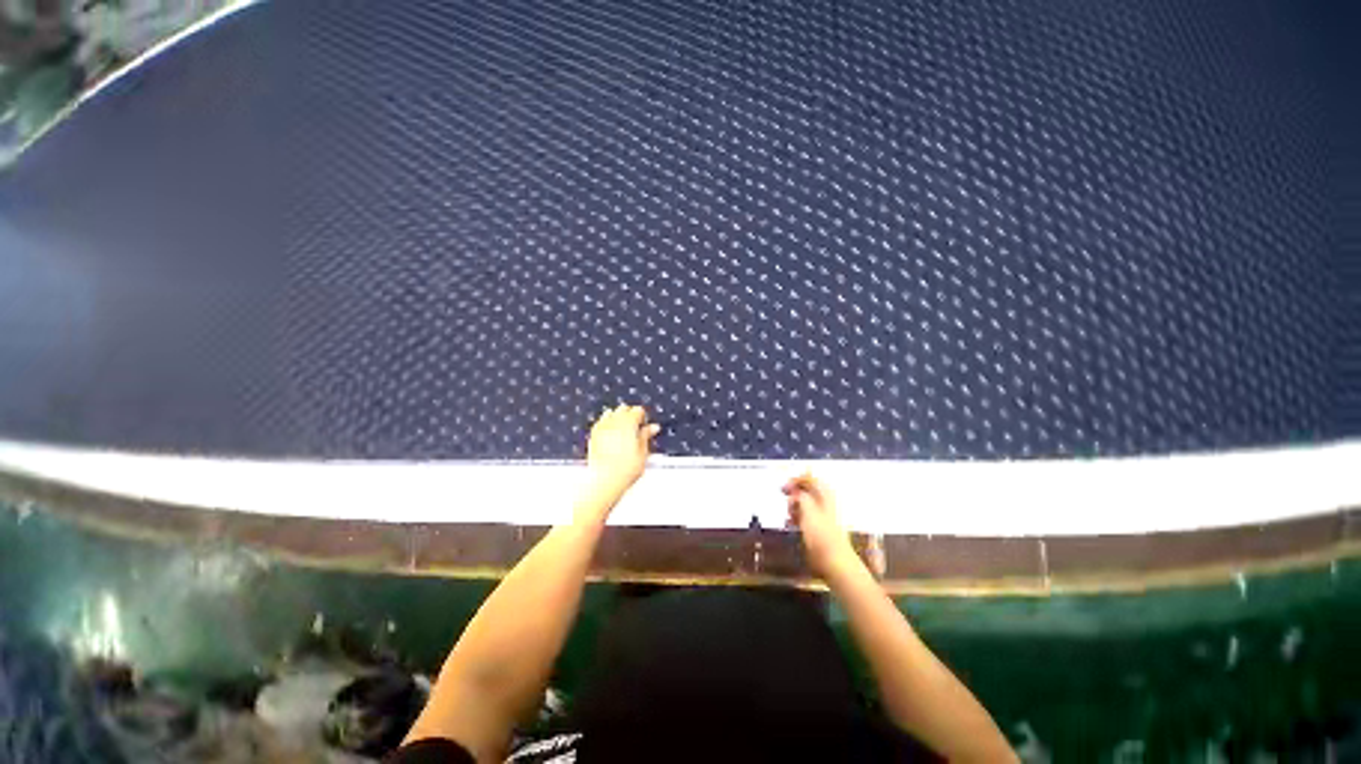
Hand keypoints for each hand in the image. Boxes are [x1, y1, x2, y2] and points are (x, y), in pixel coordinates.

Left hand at [586, 404, 659, 500]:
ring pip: (610, 413)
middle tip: (635, 428)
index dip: (643, 418)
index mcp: (629, 422)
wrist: (604, 481)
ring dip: (617, 418)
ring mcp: (601, 427)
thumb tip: (653, 427)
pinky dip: (606, 425)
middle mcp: (614, 421)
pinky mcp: (593, 435)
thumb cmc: (625, 469)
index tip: (645, 426)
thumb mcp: (643, 453)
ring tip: (622, 431)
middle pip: (623, 408)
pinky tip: (610, 436)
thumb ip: (646, 436)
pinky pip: (600, 423)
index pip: (638, 410)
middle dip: (630, 415)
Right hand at [784, 473, 859, 579]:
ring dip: (794, 506)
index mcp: (825, 494)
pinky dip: (797, 516)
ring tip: (789, 515)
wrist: (835, 563)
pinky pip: (806, 515)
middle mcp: (826, 501)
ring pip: (805, 502)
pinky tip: (792, 524)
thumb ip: (800, 496)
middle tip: (785, 500)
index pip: (810, 477)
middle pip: (807, 489)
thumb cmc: (821, 535)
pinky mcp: (821, 527)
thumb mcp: (807, 511)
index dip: (796, 480)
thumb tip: (795, 489)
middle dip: (794, 493)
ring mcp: (824, 514)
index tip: (784, 488)